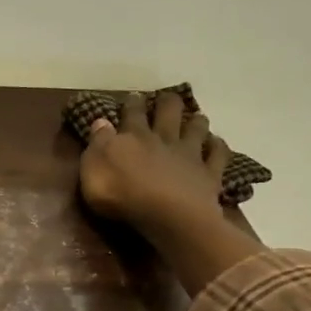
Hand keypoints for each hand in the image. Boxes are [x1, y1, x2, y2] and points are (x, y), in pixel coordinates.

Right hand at [78, 91, 262, 295]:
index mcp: (134, 137)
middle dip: (168, 103)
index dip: (132, 103)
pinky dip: (218, 147)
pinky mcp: (209, 174)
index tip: (133, 96)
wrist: (167, 215)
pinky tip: (216, 144)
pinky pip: (217, 155)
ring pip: (196, 128)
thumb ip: (98, 144)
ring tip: (196, 117)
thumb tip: (101, 121)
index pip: (132, 113)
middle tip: (167, 98)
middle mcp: (164, 139)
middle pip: (169, 112)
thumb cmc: (122, 195)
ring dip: (196, 121)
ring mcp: (190, 155)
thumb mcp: (93, 170)